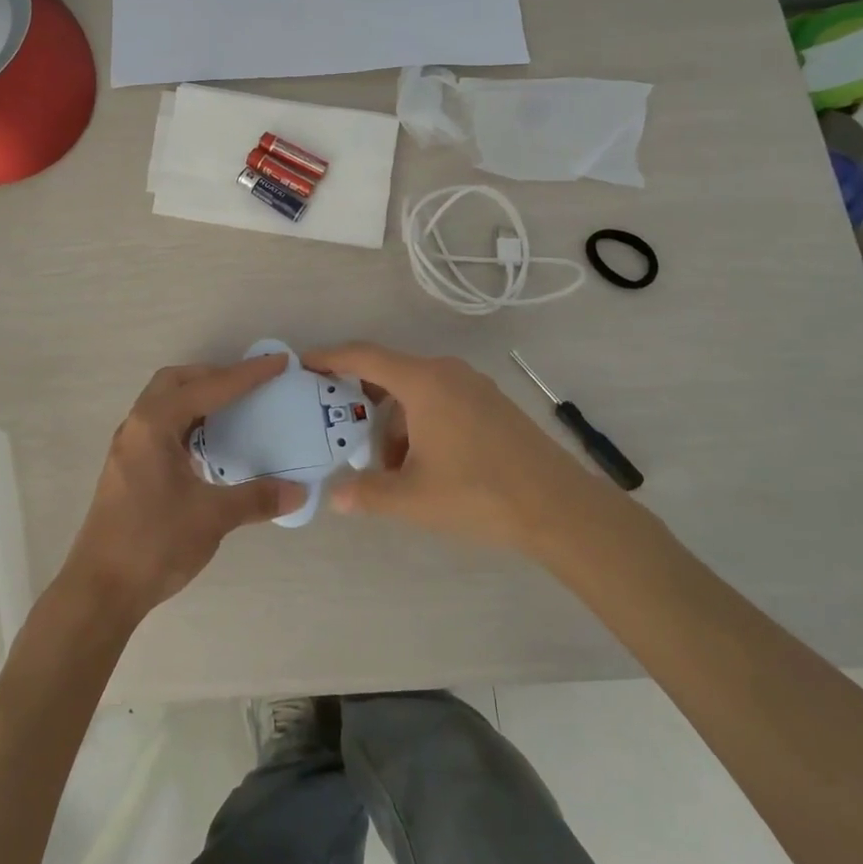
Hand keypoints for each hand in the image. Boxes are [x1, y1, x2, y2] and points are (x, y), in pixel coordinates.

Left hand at [62, 356, 303, 622]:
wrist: (100, 590)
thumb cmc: (153, 544)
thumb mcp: (211, 518)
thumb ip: (256, 498)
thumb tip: (299, 491)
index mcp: (154, 425)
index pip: (208, 388)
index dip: (246, 375)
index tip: (278, 363)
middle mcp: (137, 426)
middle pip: (176, 382)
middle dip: (214, 376)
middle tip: (249, 386)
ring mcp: (128, 447)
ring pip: (165, 403)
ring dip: (198, 398)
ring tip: (234, 410)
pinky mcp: (128, 467)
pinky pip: (161, 426)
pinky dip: (187, 422)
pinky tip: (209, 446)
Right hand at [305, 343, 609, 556]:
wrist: (559, 507)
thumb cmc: (478, 493)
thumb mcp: (413, 498)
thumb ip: (367, 493)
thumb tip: (335, 496)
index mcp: (423, 382)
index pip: (364, 356)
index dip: (330, 357)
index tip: (303, 362)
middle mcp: (447, 372)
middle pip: (390, 373)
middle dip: (361, 399)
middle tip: (338, 424)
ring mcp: (474, 386)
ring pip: (416, 392)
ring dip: (394, 420)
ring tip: (387, 465)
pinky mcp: (491, 404)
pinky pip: (441, 400)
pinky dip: (420, 422)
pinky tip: (423, 464)